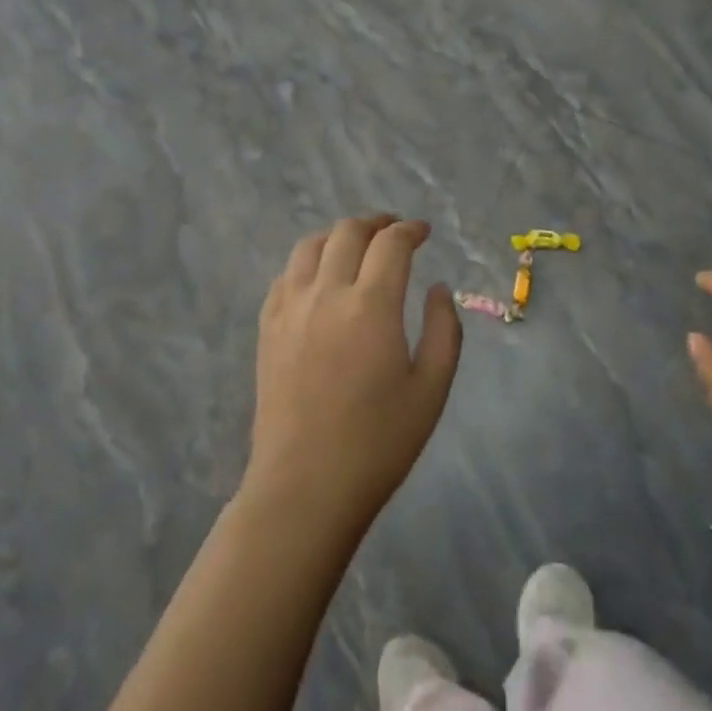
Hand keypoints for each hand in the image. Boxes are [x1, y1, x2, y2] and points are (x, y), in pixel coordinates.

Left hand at [243, 215, 461, 537]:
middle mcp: (326, 294)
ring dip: (339, 236)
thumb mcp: (432, 389)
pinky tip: (320, 279)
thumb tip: (437, 288)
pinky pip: (286, 275)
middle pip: (348, 232)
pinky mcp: (267, 328)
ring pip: (311, 245)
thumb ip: (444, 330)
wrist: (306, 486)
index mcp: (371, 306)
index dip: (410, 230)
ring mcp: (290, 309)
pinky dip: (308, 262)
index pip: (391, 244)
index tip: (424, 232)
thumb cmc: (378, 443)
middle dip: (377, 223)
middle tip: (395, 232)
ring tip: (357, 247)